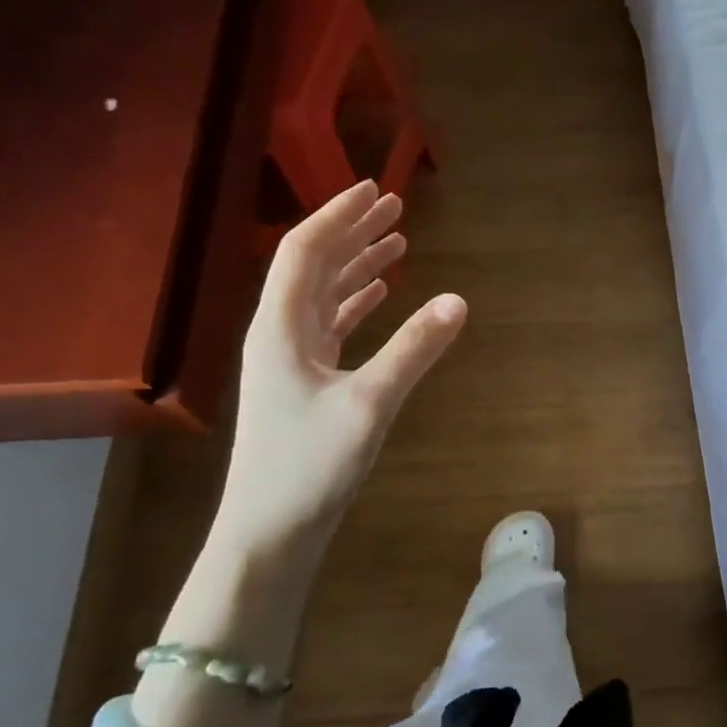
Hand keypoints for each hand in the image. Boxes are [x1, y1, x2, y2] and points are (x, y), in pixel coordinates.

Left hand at [213, 181, 465, 564]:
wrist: (268, 536)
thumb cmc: (309, 468)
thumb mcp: (369, 404)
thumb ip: (414, 349)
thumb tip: (458, 300)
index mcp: (280, 328)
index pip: (305, 251)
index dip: (339, 215)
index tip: (375, 190)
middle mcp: (279, 333)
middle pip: (314, 266)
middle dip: (353, 232)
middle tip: (395, 207)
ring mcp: (289, 360)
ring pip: (323, 295)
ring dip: (357, 265)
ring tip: (396, 242)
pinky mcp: (303, 383)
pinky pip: (330, 326)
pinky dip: (356, 303)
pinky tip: (380, 295)